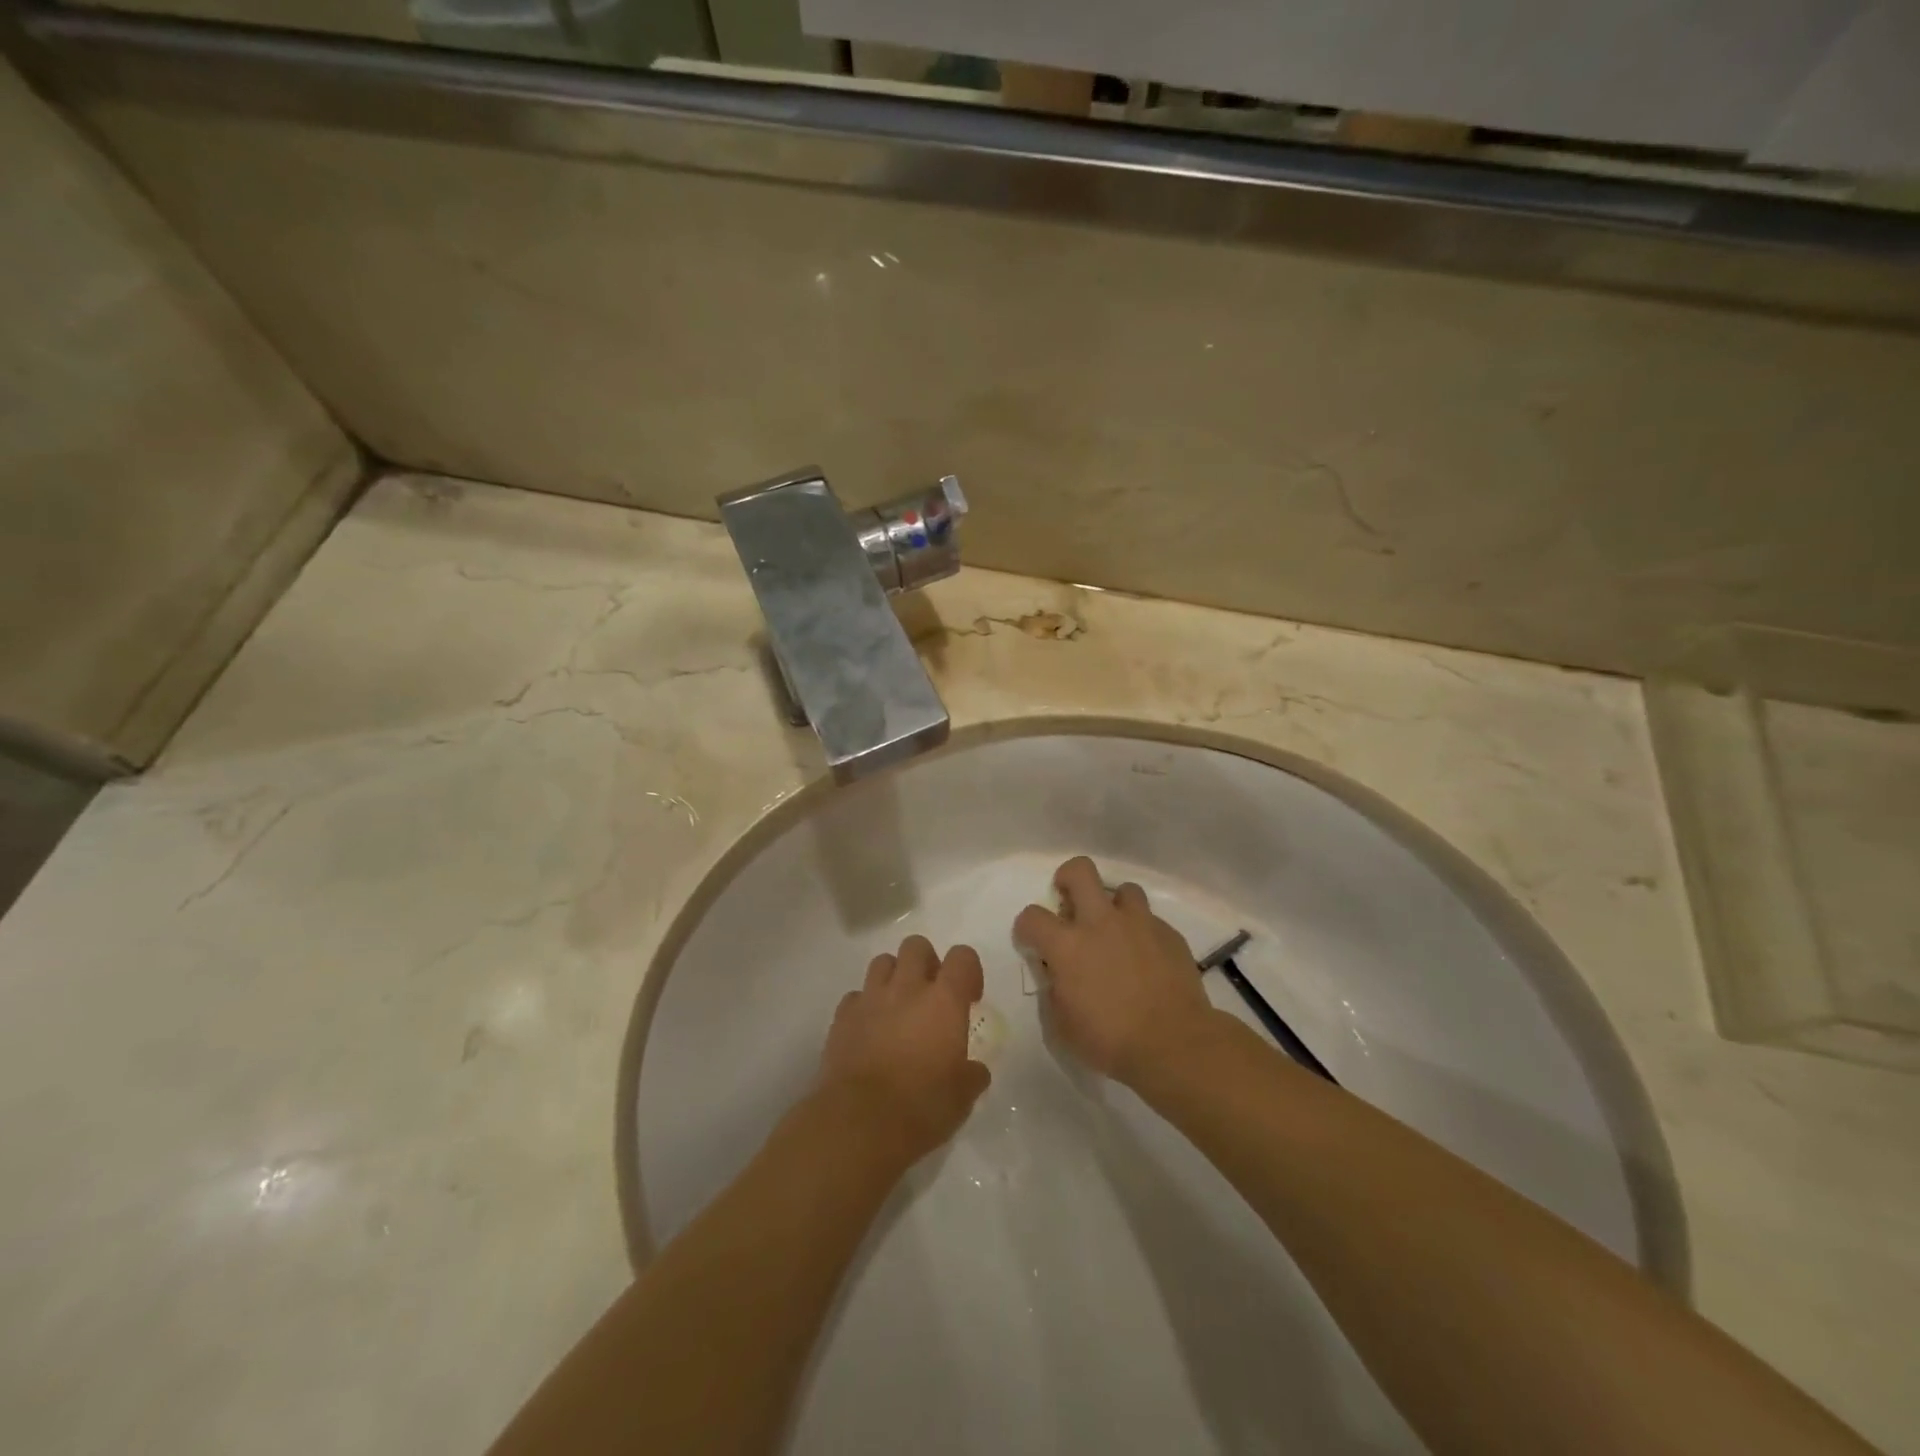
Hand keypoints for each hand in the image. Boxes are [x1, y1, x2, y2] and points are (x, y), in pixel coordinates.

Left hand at [819, 935, 991, 1166]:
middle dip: (926, 963)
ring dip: (894, 977)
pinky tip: (869, 1031)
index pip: (963, 957)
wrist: (859, 1123)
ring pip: (883, 961)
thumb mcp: (962, 1097)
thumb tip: (975, 1070)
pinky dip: (865, 1006)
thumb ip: (972, 1075)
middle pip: (917, 945)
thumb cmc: (921, 1108)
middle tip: (931, 996)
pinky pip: (856, 996)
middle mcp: (907, 988)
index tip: (969, 998)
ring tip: (898, 1008)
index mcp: (944, 1001)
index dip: (969, 971)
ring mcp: (870, 999)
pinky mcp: (842, 1017)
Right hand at [1014, 856, 1217, 1085]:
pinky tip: (1147, 957)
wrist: (1175, 1044)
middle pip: (1080, 871)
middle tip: (1070, 902)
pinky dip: (1142, 932)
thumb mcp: (1063, 1025)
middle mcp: (1101, 923)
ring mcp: (1139, 924)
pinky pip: (1151, 919)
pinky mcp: (1169, 934)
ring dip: (1114, 905)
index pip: (1032, 916)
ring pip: (1124, 889)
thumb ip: (1054, 991)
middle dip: (1068, 878)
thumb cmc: (1111, 1041)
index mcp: (1067, 946)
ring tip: (1116, 929)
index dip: (1027, 927)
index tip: (1033, 940)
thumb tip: (1057, 976)